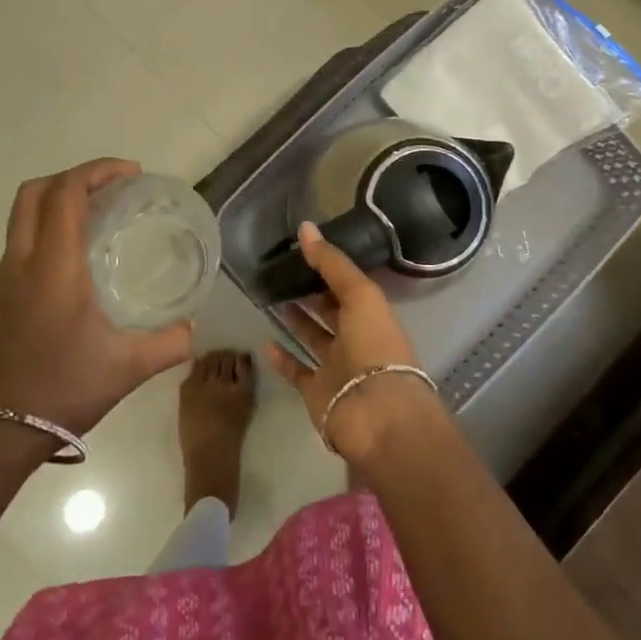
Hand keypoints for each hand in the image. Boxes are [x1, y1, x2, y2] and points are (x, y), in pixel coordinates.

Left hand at [0, 159, 193, 435]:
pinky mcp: (3, 294)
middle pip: (35, 191)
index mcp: (54, 266)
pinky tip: (79, 250)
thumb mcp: (128, 366)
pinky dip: (48, 222)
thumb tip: (193, 328)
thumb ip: (169, 343)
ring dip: (57, 197)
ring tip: (99, 210)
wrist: (0, 430)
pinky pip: (23, 236)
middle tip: (113, 186)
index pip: (66, 193)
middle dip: (74, 176)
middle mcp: (24, 260)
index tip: (133, 174)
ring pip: (23, 212)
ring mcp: (7, 276)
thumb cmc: (64, 388)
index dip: (97, 171)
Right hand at [261, 221, 441, 460]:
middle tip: (281, 273)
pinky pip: (296, 371)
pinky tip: (265, 342)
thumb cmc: (374, 346)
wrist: (375, 413)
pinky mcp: (317, 392)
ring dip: (297, 321)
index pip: (348, 286)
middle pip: (331, 311)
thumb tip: (306, 227)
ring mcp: (336, 367)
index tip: (302, 250)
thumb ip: (332, 262)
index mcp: (372, 314)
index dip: (329, 268)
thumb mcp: (360, 294)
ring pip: (313, 338)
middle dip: (311, 293)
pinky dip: (282, 358)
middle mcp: (356, 338)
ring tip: (271, 298)